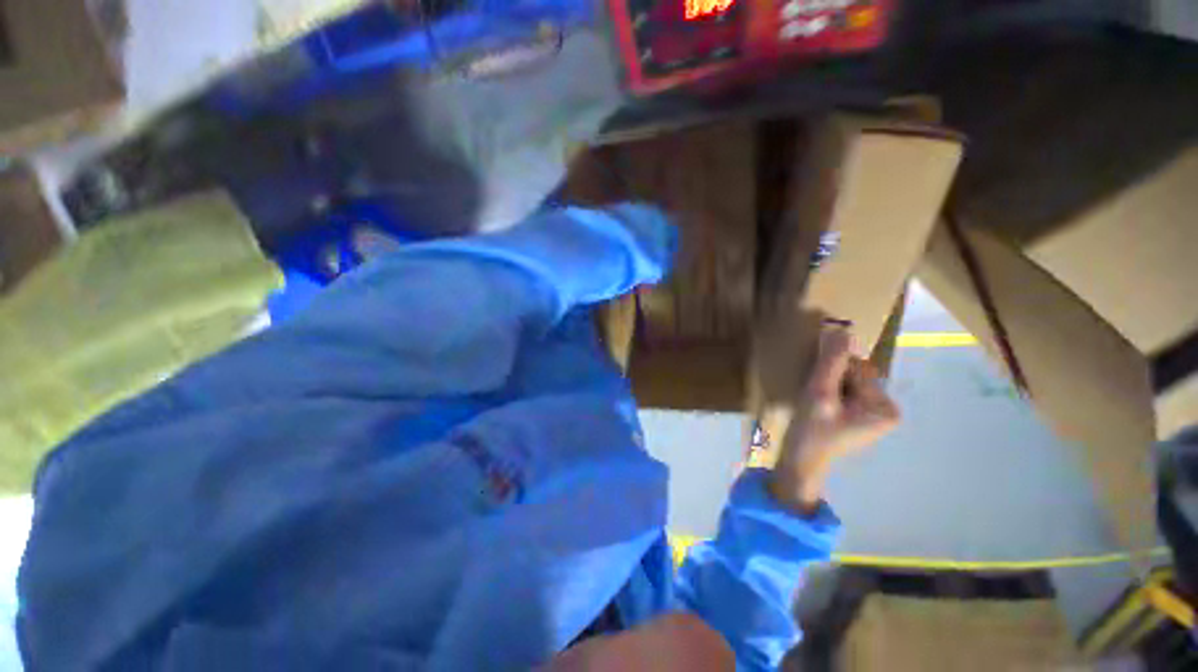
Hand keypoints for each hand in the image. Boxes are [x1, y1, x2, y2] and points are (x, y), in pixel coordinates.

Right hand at [767, 324, 899, 513]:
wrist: (801, 462)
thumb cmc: (811, 431)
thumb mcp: (819, 393)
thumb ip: (831, 362)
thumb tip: (841, 328)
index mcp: (884, 407)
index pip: (858, 369)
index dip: (831, 370)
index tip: (816, 386)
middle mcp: (886, 409)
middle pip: (855, 375)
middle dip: (830, 378)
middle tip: (813, 395)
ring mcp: (873, 415)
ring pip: (847, 381)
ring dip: (827, 383)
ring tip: (814, 401)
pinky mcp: (859, 417)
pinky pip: (845, 391)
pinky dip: (829, 391)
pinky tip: (818, 404)